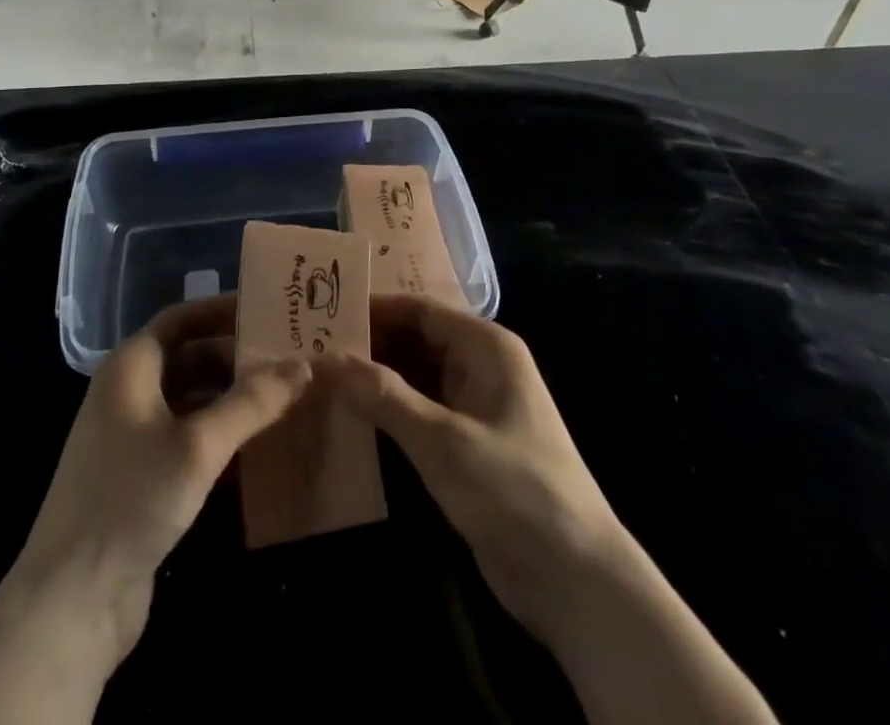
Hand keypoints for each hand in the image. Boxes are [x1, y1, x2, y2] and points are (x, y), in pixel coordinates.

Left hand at [14, 294, 311, 657]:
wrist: (71, 602)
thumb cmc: (131, 499)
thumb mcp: (197, 445)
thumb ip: (251, 403)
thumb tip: (304, 366)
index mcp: (130, 368)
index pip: (182, 319)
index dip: (223, 310)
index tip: (269, 310)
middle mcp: (129, 393)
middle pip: (190, 358)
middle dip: (237, 358)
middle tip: (290, 358)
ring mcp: (133, 438)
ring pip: (192, 401)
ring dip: (233, 399)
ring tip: (285, 398)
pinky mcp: (142, 479)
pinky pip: (188, 440)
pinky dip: (221, 436)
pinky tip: (259, 448)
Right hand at [336, 296, 775, 724]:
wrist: (575, 579)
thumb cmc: (515, 491)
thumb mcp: (445, 443)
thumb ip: (387, 398)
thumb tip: (330, 360)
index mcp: (486, 347)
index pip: (420, 310)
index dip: (375, 309)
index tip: (325, 314)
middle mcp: (480, 366)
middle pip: (416, 340)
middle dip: (370, 345)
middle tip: (313, 348)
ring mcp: (474, 405)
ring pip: (416, 377)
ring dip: (376, 379)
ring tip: (321, 378)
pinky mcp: (467, 443)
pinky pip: (421, 411)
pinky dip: (390, 411)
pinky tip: (351, 417)